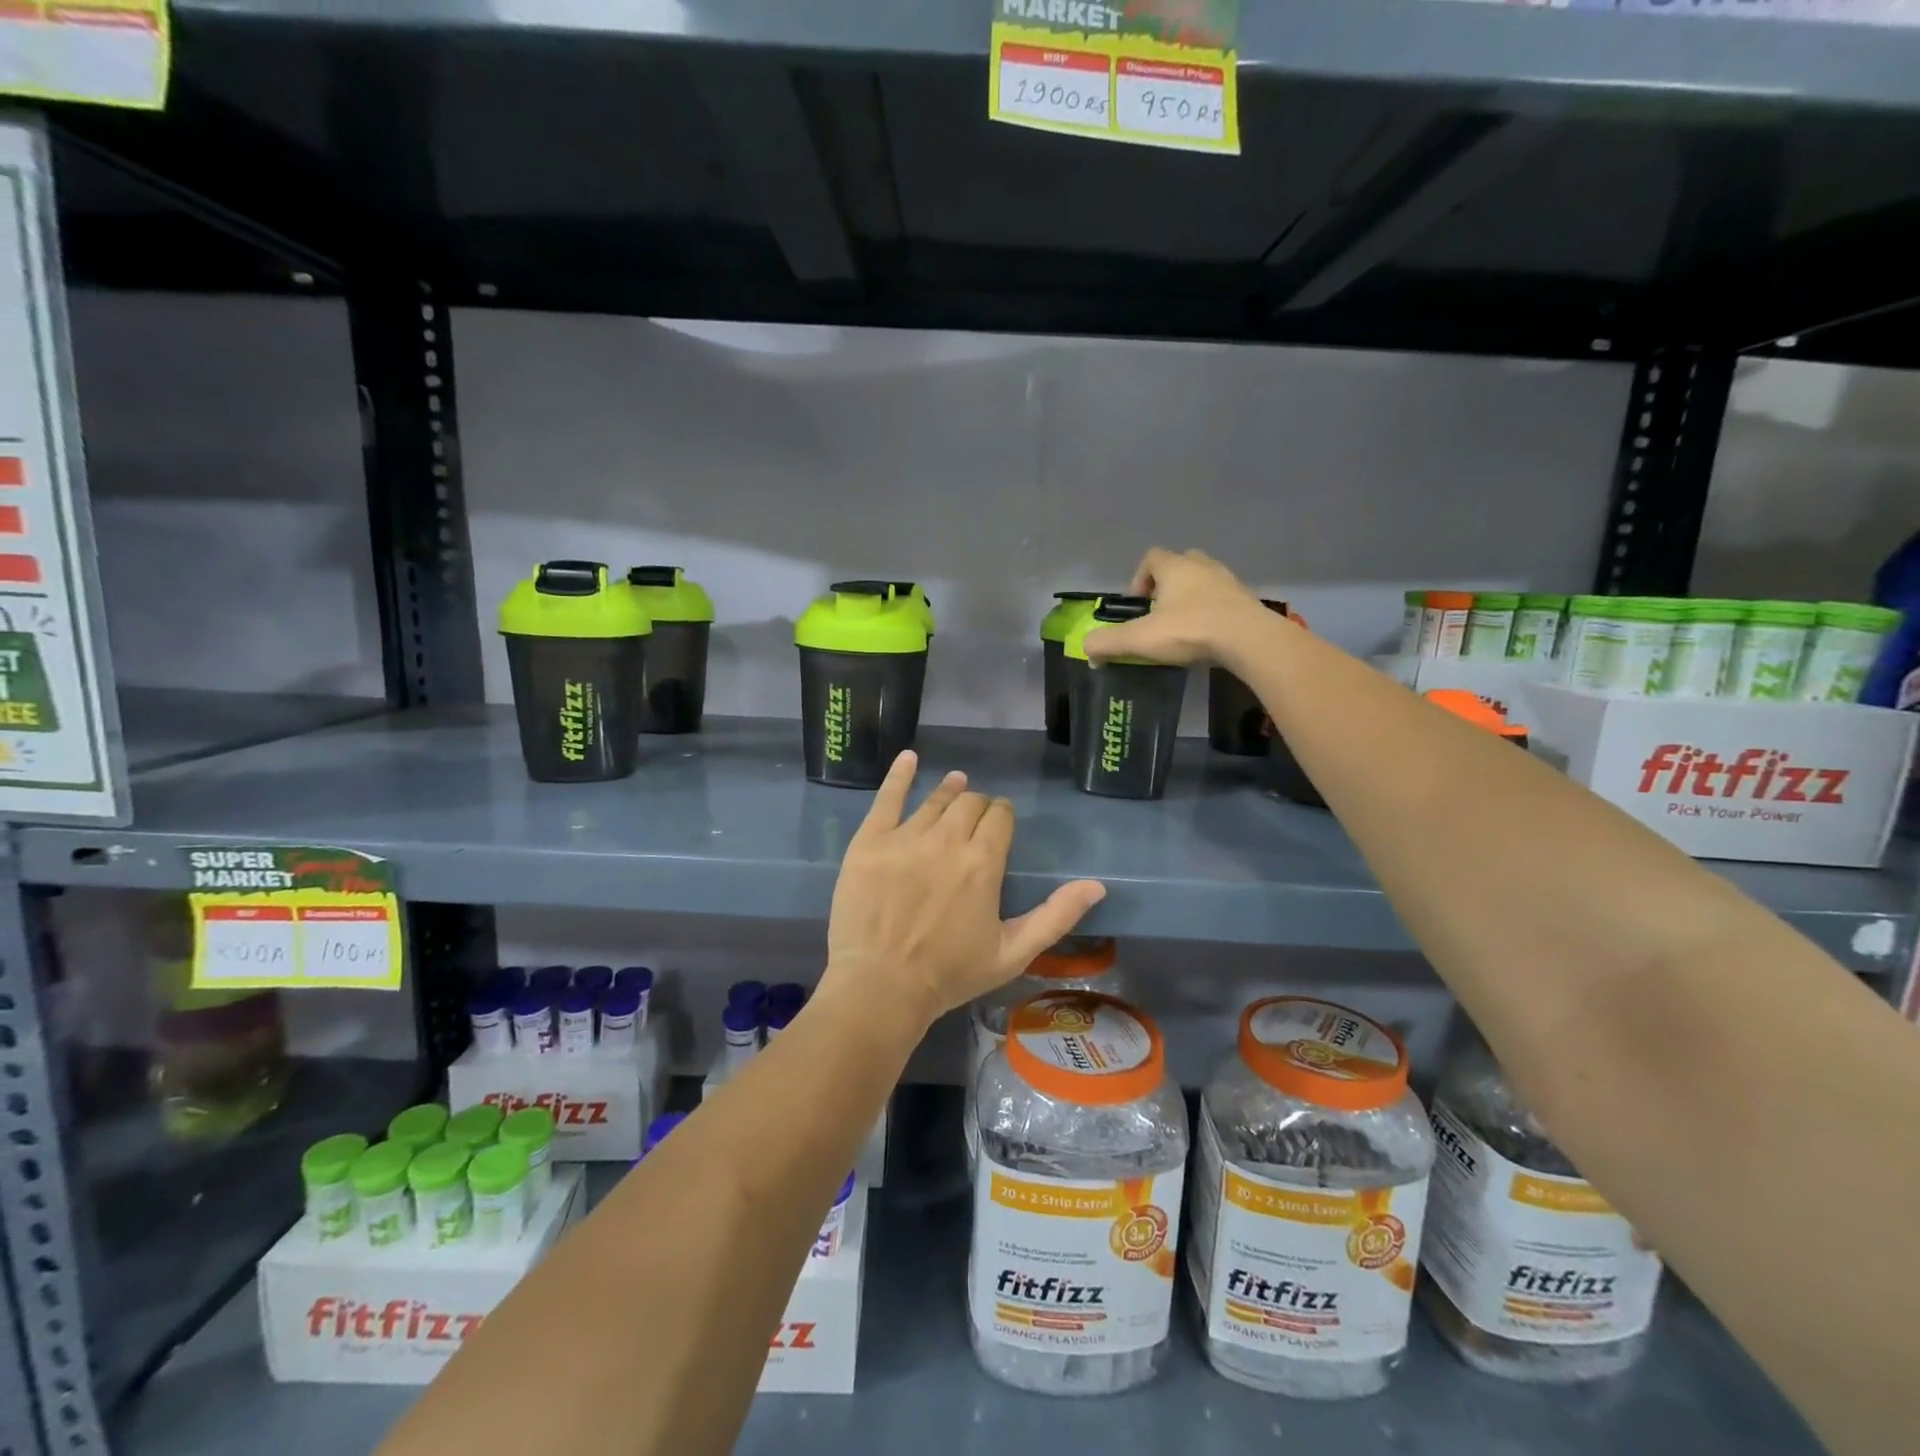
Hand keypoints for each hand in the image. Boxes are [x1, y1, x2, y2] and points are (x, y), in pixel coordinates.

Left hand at [821, 752, 1106, 1031]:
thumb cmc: (950, 974)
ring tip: (955, 784)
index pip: (1000, 816)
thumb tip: (1096, 886)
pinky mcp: (870, 841)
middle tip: (975, 818)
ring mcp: (905, 837)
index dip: (1002, 815)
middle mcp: (947, 839)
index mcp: (983, 862)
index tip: (1000, 822)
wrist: (881, 987)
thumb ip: (1056, 916)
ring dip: (950, 791)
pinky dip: (899, 775)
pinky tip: (908, 758)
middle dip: (978, 806)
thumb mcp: (1013, 953)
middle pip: (969, 803)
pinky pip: (887, 798)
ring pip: (935, 800)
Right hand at [1083, 547, 1274, 666]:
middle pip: (1179, 564)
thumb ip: (1108, 643)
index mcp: (1175, 567)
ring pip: (1204, 580)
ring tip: (1183, 626)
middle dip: (1166, 585)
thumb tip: (1086, 648)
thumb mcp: (1141, 639)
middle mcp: (1202, 566)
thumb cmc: (1191, 630)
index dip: (1139, 579)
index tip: (1137, 605)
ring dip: (1191, 598)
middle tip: (1160, 613)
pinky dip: (1212, 612)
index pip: (1151, 558)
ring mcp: (1228, 581)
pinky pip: (1223, 599)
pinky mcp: (1247, 600)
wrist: (1249, 640)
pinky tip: (1208, 636)